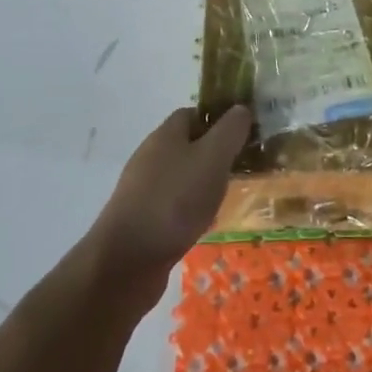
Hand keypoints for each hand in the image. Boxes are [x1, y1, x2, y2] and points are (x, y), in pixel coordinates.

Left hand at [87, 107, 251, 291]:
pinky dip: (192, 209)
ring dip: (205, 183)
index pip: (194, 113)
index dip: (219, 119)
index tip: (244, 133)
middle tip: (243, 166)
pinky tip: (206, 225)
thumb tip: (241, 109)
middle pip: (188, 145)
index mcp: (165, 135)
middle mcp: (151, 157)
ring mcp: (143, 189)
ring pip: (182, 176)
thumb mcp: (212, 158)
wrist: (127, 262)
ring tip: (229, 196)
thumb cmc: (174, 200)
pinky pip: (174, 205)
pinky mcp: (142, 219)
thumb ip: (230, 131)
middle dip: (215, 153)